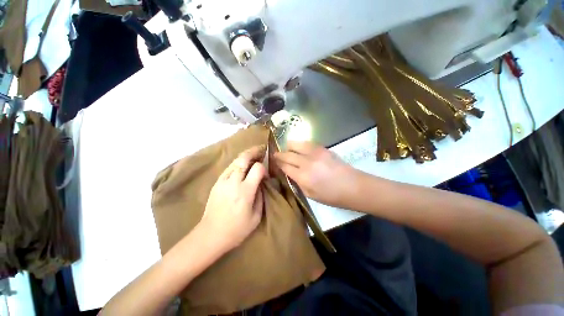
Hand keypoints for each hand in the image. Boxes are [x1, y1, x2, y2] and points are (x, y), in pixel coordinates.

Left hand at [200, 146, 266, 252]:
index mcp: (245, 191)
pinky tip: (242, 166)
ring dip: (245, 156)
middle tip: (261, 149)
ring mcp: (222, 181)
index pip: (257, 168)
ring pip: (235, 161)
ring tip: (253, 155)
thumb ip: (260, 196)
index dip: (264, 168)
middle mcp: (233, 182)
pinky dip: (237, 164)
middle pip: (243, 158)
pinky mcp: (216, 183)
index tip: (265, 176)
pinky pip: (229, 168)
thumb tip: (261, 183)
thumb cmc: (236, 229)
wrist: (210, 235)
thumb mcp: (256, 216)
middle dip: (254, 151)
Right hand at [274, 141, 359, 207]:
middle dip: (279, 154)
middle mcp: (307, 163)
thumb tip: (289, 172)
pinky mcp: (323, 148)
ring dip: (288, 146)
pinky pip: (307, 142)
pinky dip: (299, 144)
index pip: (284, 166)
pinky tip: (299, 147)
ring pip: (295, 144)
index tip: (273, 161)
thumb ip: (297, 182)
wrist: (353, 186)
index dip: (277, 163)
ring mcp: (315, 153)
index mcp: (303, 177)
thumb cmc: (331, 196)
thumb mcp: (310, 194)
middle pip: (287, 154)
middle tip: (275, 155)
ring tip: (286, 149)